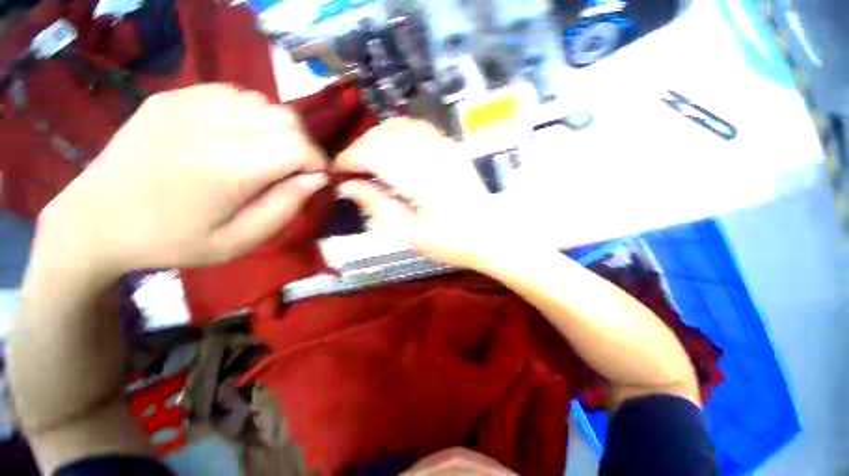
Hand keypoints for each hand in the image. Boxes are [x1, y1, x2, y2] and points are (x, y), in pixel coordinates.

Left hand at [36, 84, 327, 279]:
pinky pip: (231, 94)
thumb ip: (284, 207)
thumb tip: (316, 179)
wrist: (95, 220)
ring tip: (264, 152)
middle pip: (285, 118)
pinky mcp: (170, 97)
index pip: (296, 145)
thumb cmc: (172, 241)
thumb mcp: (239, 241)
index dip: (316, 161)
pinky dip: (248, 114)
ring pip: (261, 102)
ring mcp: (185, 104)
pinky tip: (235, 136)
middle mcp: (208, 126)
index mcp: (226, 169)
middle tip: (293, 167)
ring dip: (276, 128)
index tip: (315, 177)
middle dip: (302, 143)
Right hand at [334, 118, 510, 270]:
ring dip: (379, 137)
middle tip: (353, 170)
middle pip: (384, 133)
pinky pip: (421, 128)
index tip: (337, 173)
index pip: (372, 151)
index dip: (348, 159)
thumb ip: (379, 206)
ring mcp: (445, 148)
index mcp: (419, 176)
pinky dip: (400, 133)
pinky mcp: (452, 150)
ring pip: (401, 124)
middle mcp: (431, 153)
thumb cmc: (452, 242)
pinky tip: (397, 150)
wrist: (491, 236)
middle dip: (360, 148)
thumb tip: (347, 187)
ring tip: (370, 159)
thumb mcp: (411, 234)